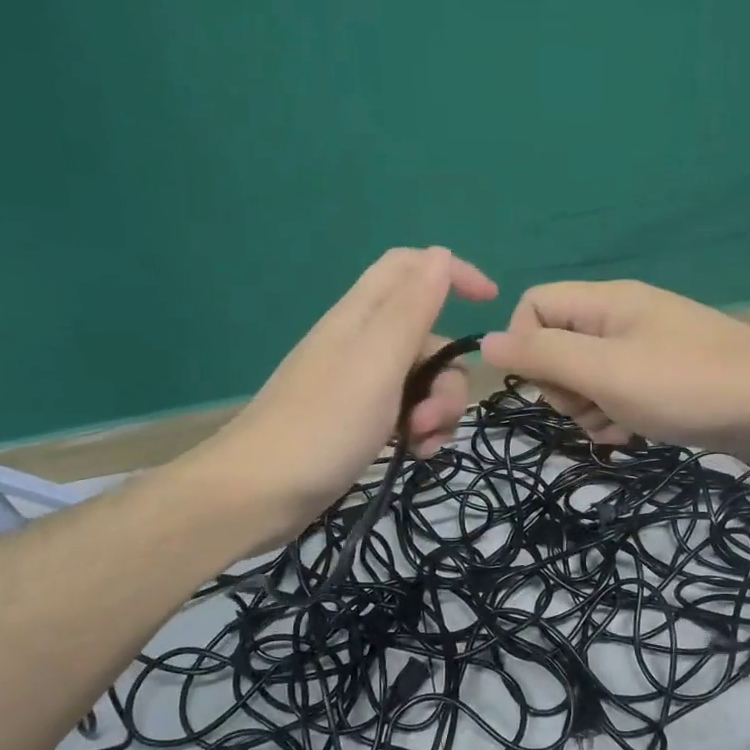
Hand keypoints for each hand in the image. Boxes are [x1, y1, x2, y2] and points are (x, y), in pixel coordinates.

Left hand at [195, 247, 495, 543]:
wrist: (259, 494)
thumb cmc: (323, 425)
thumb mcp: (377, 362)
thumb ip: (411, 309)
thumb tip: (441, 255)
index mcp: (362, 317)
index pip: (412, 268)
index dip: (453, 274)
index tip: (491, 304)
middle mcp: (362, 343)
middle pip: (428, 338)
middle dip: (447, 376)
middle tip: (432, 416)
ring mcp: (359, 384)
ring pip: (423, 380)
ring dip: (436, 410)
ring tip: (420, 443)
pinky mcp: (358, 420)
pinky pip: (406, 412)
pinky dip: (420, 430)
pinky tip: (415, 454)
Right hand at [479, 279, 749, 465]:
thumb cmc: (689, 385)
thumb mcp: (605, 370)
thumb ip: (543, 355)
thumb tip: (485, 342)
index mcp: (605, 303)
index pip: (533, 306)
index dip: (525, 346)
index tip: (547, 383)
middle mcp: (621, 321)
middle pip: (556, 347)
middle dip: (562, 387)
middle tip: (590, 407)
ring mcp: (645, 352)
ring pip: (585, 379)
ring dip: (589, 410)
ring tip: (618, 426)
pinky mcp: (664, 383)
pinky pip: (617, 397)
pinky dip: (617, 418)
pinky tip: (635, 435)